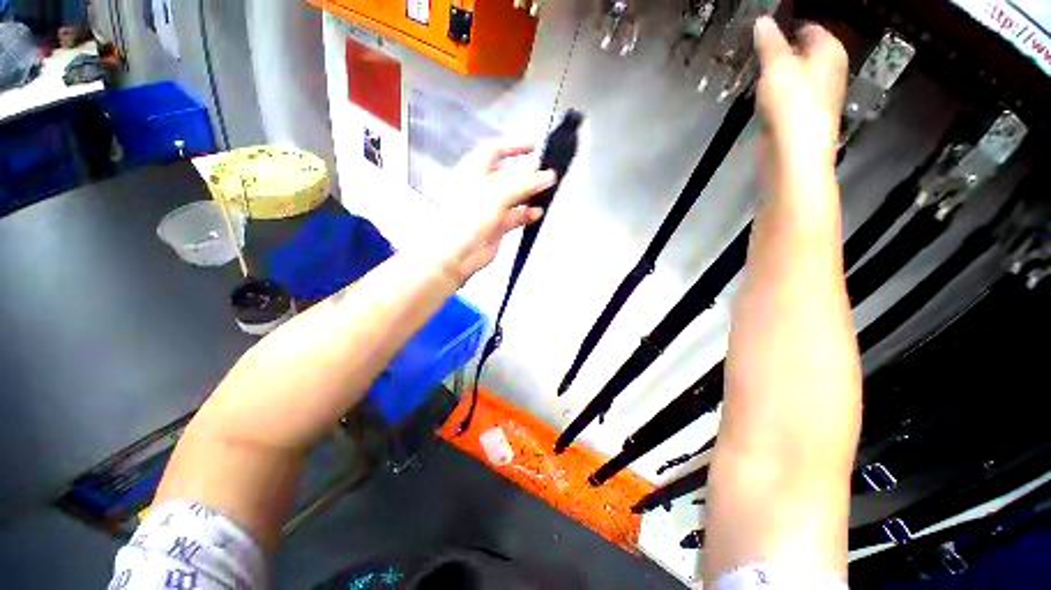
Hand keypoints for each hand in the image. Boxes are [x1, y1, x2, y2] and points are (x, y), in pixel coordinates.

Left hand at [438, 141, 556, 283]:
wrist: (457, 253)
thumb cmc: (468, 217)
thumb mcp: (498, 194)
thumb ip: (525, 184)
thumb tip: (548, 175)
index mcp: (474, 170)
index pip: (495, 150)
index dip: (514, 146)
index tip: (534, 147)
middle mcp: (481, 187)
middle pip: (509, 175)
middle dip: (528, 174)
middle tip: (548, 173)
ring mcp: (489, 207)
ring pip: (514, 197)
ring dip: (530, 195)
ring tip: (547, 192)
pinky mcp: (497, 225)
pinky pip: (515, 216)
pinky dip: (526, 214)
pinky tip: (537, 213)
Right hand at [753, 17, 847, 173]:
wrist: (793, 151)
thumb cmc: (791, 102)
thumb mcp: (777, 65)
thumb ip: (769, 43)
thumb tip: (761, 21)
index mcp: (830, 51)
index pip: (810, 28)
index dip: (787, 26)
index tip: (763, 32)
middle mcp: (828, 70)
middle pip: (802, 53)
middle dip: (779, 53)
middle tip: (754, 54)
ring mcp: (816, 96)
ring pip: (794, 76)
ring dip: (774, 76)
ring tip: (753, 76)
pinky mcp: (801, 117)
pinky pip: (787, 97)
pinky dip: (773, 96)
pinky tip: (759, 100)